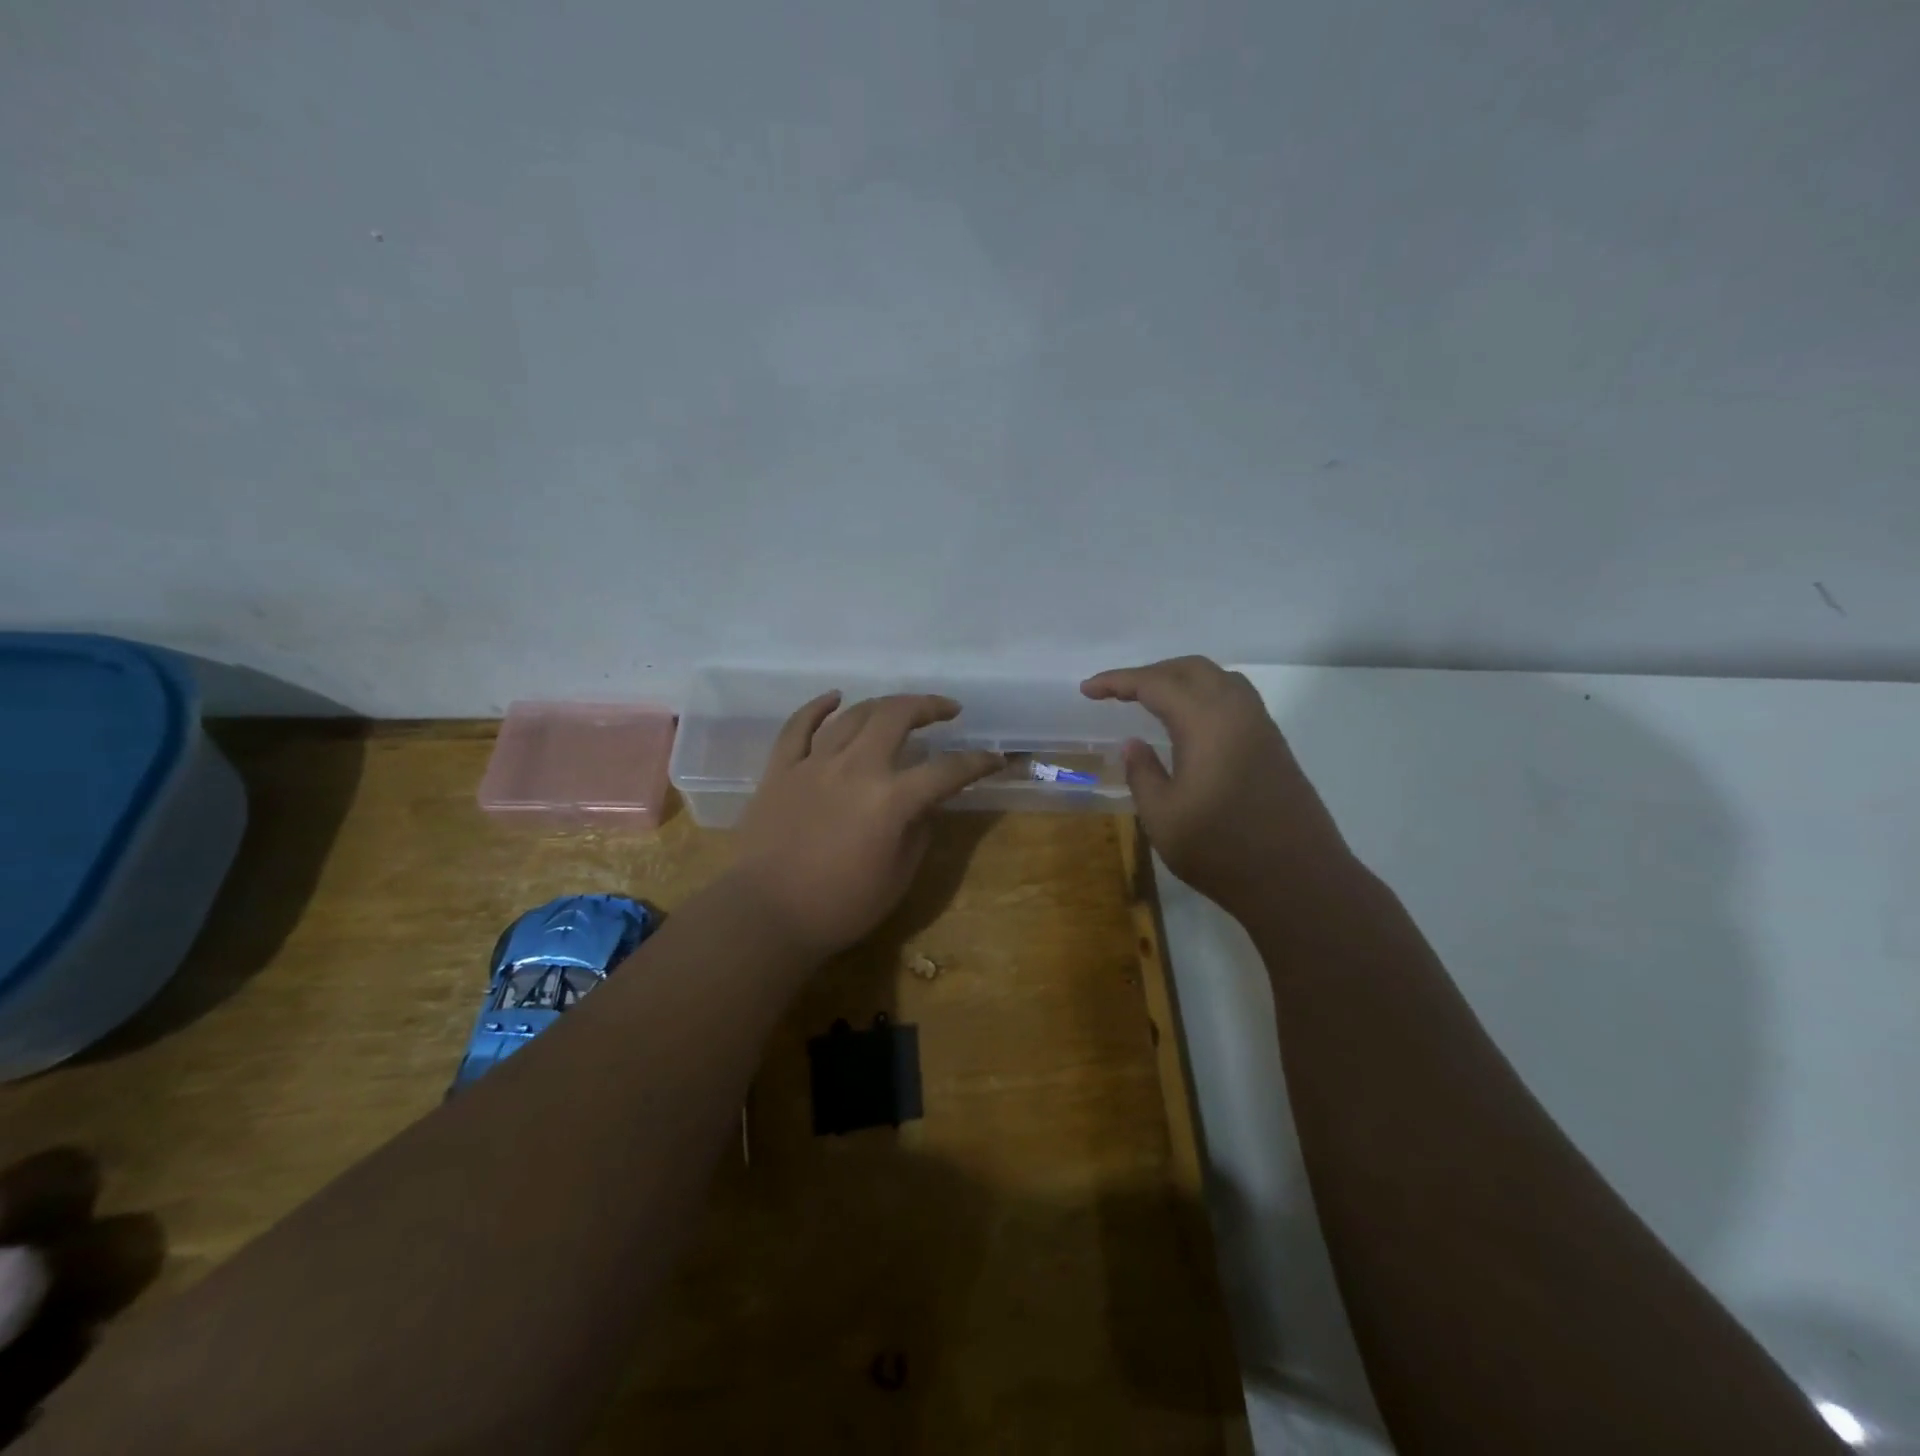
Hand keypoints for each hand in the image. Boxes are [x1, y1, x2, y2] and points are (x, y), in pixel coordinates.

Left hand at [731, 692, 1003, 956]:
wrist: (767, 915)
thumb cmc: (840, 907)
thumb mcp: (898, 877)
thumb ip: (919, 832)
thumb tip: (927, 803)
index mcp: (890, 800)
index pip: (946, 771)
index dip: (977, 763)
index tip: (995, 759)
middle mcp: (855, 768)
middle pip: (896, 717)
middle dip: (928, 706)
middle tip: (947, 710)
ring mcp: (814, 764)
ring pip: (853, 716)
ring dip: (882, 705)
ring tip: (900, 708)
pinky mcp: (780, 769)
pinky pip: (798, 726)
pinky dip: (818, 707)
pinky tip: (835, 697)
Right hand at [1082, 657, 1352, 917]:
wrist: (1297, 880)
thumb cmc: (1220, 850)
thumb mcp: (1162, 816)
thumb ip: (1142, 773)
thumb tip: (1134, 744)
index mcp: (1206, 722)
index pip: (1155, 684)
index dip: (1117, 681)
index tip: (1087, 689)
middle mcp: (1237, 711)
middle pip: (1190, 669)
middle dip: (1150, 673)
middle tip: (1117, 692)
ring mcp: (1261, 726)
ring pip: (1218, 679)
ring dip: (1180, 680)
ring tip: (1152, 700)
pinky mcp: (1273, 745)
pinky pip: (1235, 699)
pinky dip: (1204, 695)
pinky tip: (1190, 723)